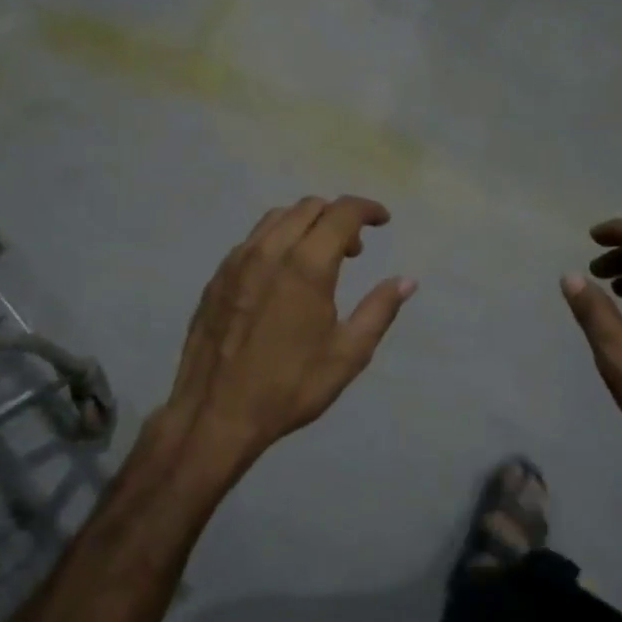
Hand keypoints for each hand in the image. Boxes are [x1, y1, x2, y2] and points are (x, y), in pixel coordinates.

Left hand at [153, 197, 415, 482]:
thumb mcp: (347, 354)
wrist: (216, 413)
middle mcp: (269, 251)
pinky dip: (277, 240)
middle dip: (338, 217)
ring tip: (319, 258)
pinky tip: (282, 275)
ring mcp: (237, 261)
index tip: (383, 221)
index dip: (368, 209)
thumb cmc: (289, 387)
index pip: (342, 212)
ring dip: (306, 224)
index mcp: (307, 265)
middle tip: (354, 251)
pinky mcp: (217, 277)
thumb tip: (406, 281)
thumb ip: (379, 310)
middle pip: (308, 207)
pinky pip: (252, 240)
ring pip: (276, 218)